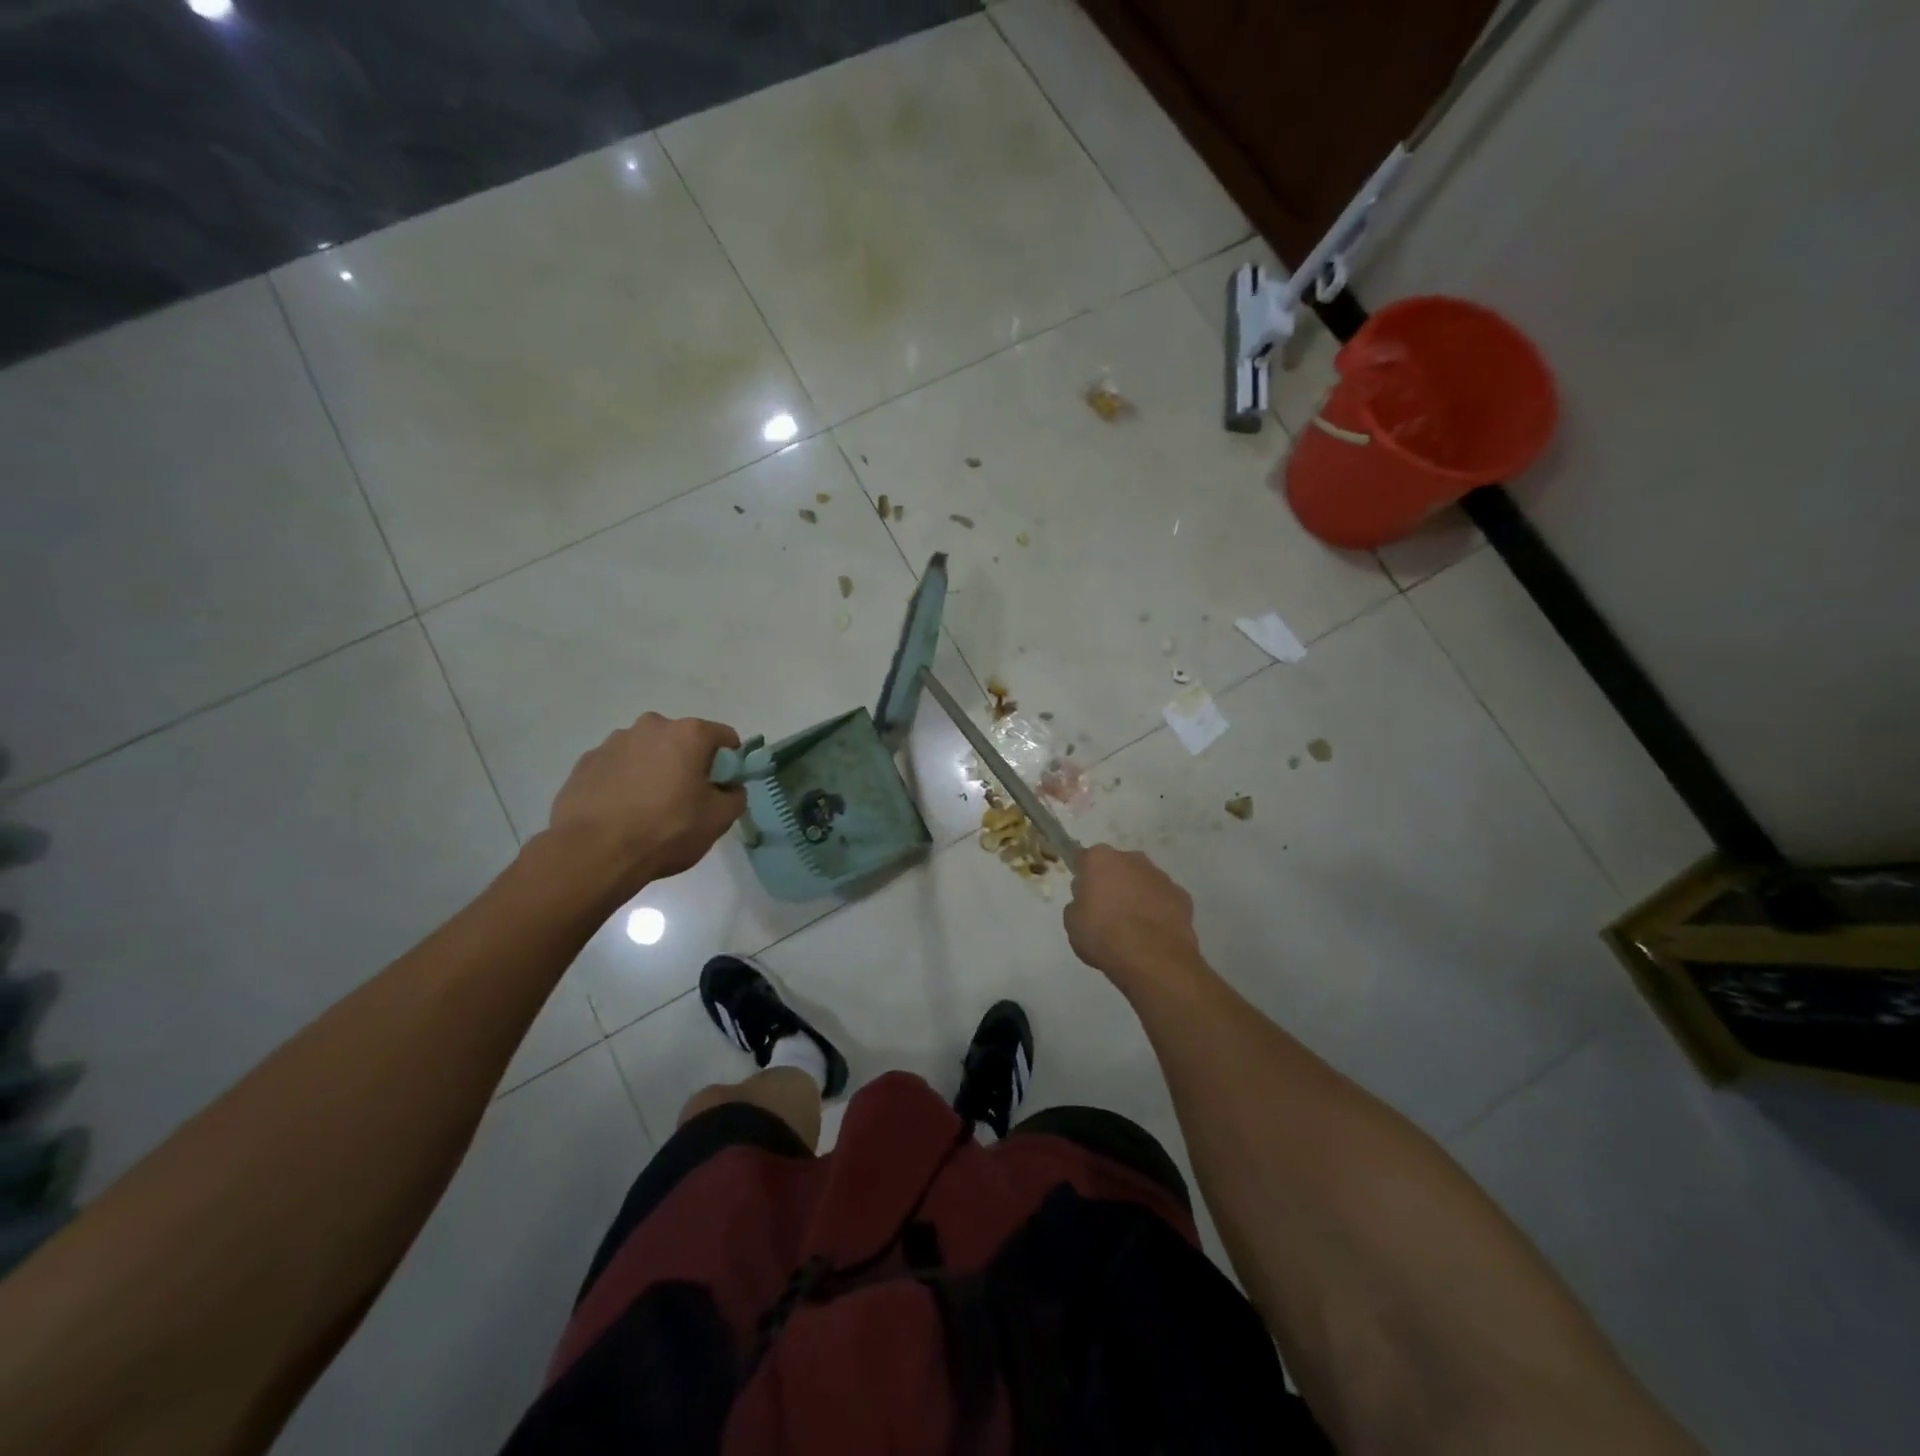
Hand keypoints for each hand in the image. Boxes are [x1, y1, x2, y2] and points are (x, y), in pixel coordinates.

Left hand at [546, 714, 743, 891]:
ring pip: (647, 752)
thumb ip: (735, 796)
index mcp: (688, 734)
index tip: (723, 786)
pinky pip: (617, 767)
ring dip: (654, 770)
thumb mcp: (718, 820)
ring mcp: (613, 742)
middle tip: (686, 799)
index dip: (730, 762)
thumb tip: (729, 788)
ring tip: (649, 809)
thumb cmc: (666, 830)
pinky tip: (622, 812)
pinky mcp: (586, 762)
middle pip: (682, 741)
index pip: (724, 737)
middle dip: (688, 763)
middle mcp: (651, 726)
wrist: (593, 853)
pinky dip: (625, 782)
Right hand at [1063, 845, 1203, 991]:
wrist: (1152, 959)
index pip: (1085, 859)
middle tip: (1106, 911)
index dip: (1083, 876)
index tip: (1082, 894)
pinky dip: (1158, 910)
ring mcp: (1160, 876)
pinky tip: (1153, 933)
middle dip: (1112, 882)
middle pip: (1117, 866)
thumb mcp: (1072, 923)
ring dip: (1137, 895)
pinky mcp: (1182, 896)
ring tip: (1132, 927)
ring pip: (1142, 881)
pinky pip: (1163, 899)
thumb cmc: (1103, 935)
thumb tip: (1088, 902)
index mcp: (1100, 859)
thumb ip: (1078, 904)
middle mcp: (1132, 858)